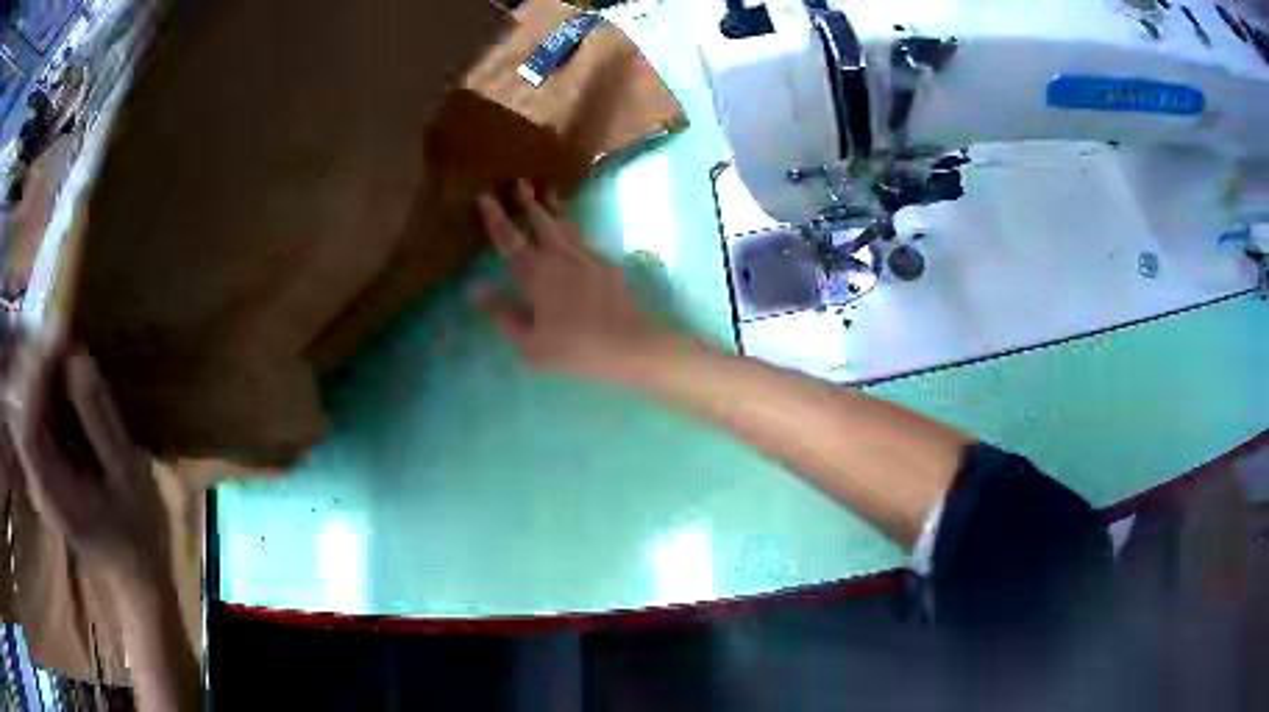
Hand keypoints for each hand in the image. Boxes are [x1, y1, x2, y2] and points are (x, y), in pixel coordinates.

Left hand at [7, 343, 170, 588]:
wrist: (137, 574)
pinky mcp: (44, 471)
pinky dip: (45, 392)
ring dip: (40, 375)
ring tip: (63, 346)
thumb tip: (78, 355)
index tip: (57, 339)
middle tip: (63, 332)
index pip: (28, 428)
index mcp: (55, 492)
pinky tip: (63, 379)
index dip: (35, 378)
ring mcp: (39, 477)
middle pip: (23, 413)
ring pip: (27, 412)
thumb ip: (99, 418)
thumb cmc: (137, 532)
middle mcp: (38, 482)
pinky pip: (36, 420)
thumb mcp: (128, 476)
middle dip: (37, 367)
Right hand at [474, 180, 675, 380]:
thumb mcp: (529, 342)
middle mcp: (560, 257)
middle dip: (529, 201)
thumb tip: (474, 290)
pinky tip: (572, 233)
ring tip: (549, 191)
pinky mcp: (607, 265)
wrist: (630, 343)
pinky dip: (573, 230)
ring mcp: (587, 257)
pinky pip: (584, 240)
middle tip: (521, 181)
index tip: (485, 196)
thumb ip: (502, 313)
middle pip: (541, 221)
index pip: (509, 240)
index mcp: (536, 274)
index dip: (495, 218)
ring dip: (554, 207)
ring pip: (566, 225)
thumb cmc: (574, 348)